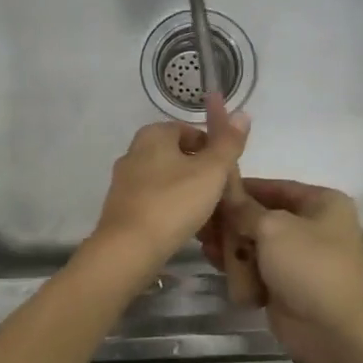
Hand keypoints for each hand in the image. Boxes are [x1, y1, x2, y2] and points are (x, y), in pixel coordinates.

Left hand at [87, 106, 250, 282]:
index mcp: (152, 135)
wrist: (129, 248)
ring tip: (207, 213)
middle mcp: (133, 153)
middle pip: (177, 156)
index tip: (227, 171)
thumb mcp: (211, 171)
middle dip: (200, 171)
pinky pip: (154, 201)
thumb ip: (228, 143)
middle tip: (221, 193)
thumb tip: (242, 114)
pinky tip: (184, 227)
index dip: (213, 148)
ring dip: (186, 192)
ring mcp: (124, 182)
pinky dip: (170, 209)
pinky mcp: (121, 209)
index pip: (190, 131)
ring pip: (165, 180)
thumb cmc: (174, 203)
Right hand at [201, 178, 362, 362]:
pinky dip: (239, 268)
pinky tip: (216, 264)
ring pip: (255, 244)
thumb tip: (225, 193)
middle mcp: (312, 227)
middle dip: (231, 221)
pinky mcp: (285, 285)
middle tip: (201, 224)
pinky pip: (255, 269)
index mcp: (321, 204)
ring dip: (231, 246)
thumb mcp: (273, 228)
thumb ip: (244, 209)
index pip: (274, 187)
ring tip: (205, 246)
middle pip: (261, 217)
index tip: (208, 190)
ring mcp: (298, 259)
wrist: (334, 331)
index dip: (241, 188)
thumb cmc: (309, 267)